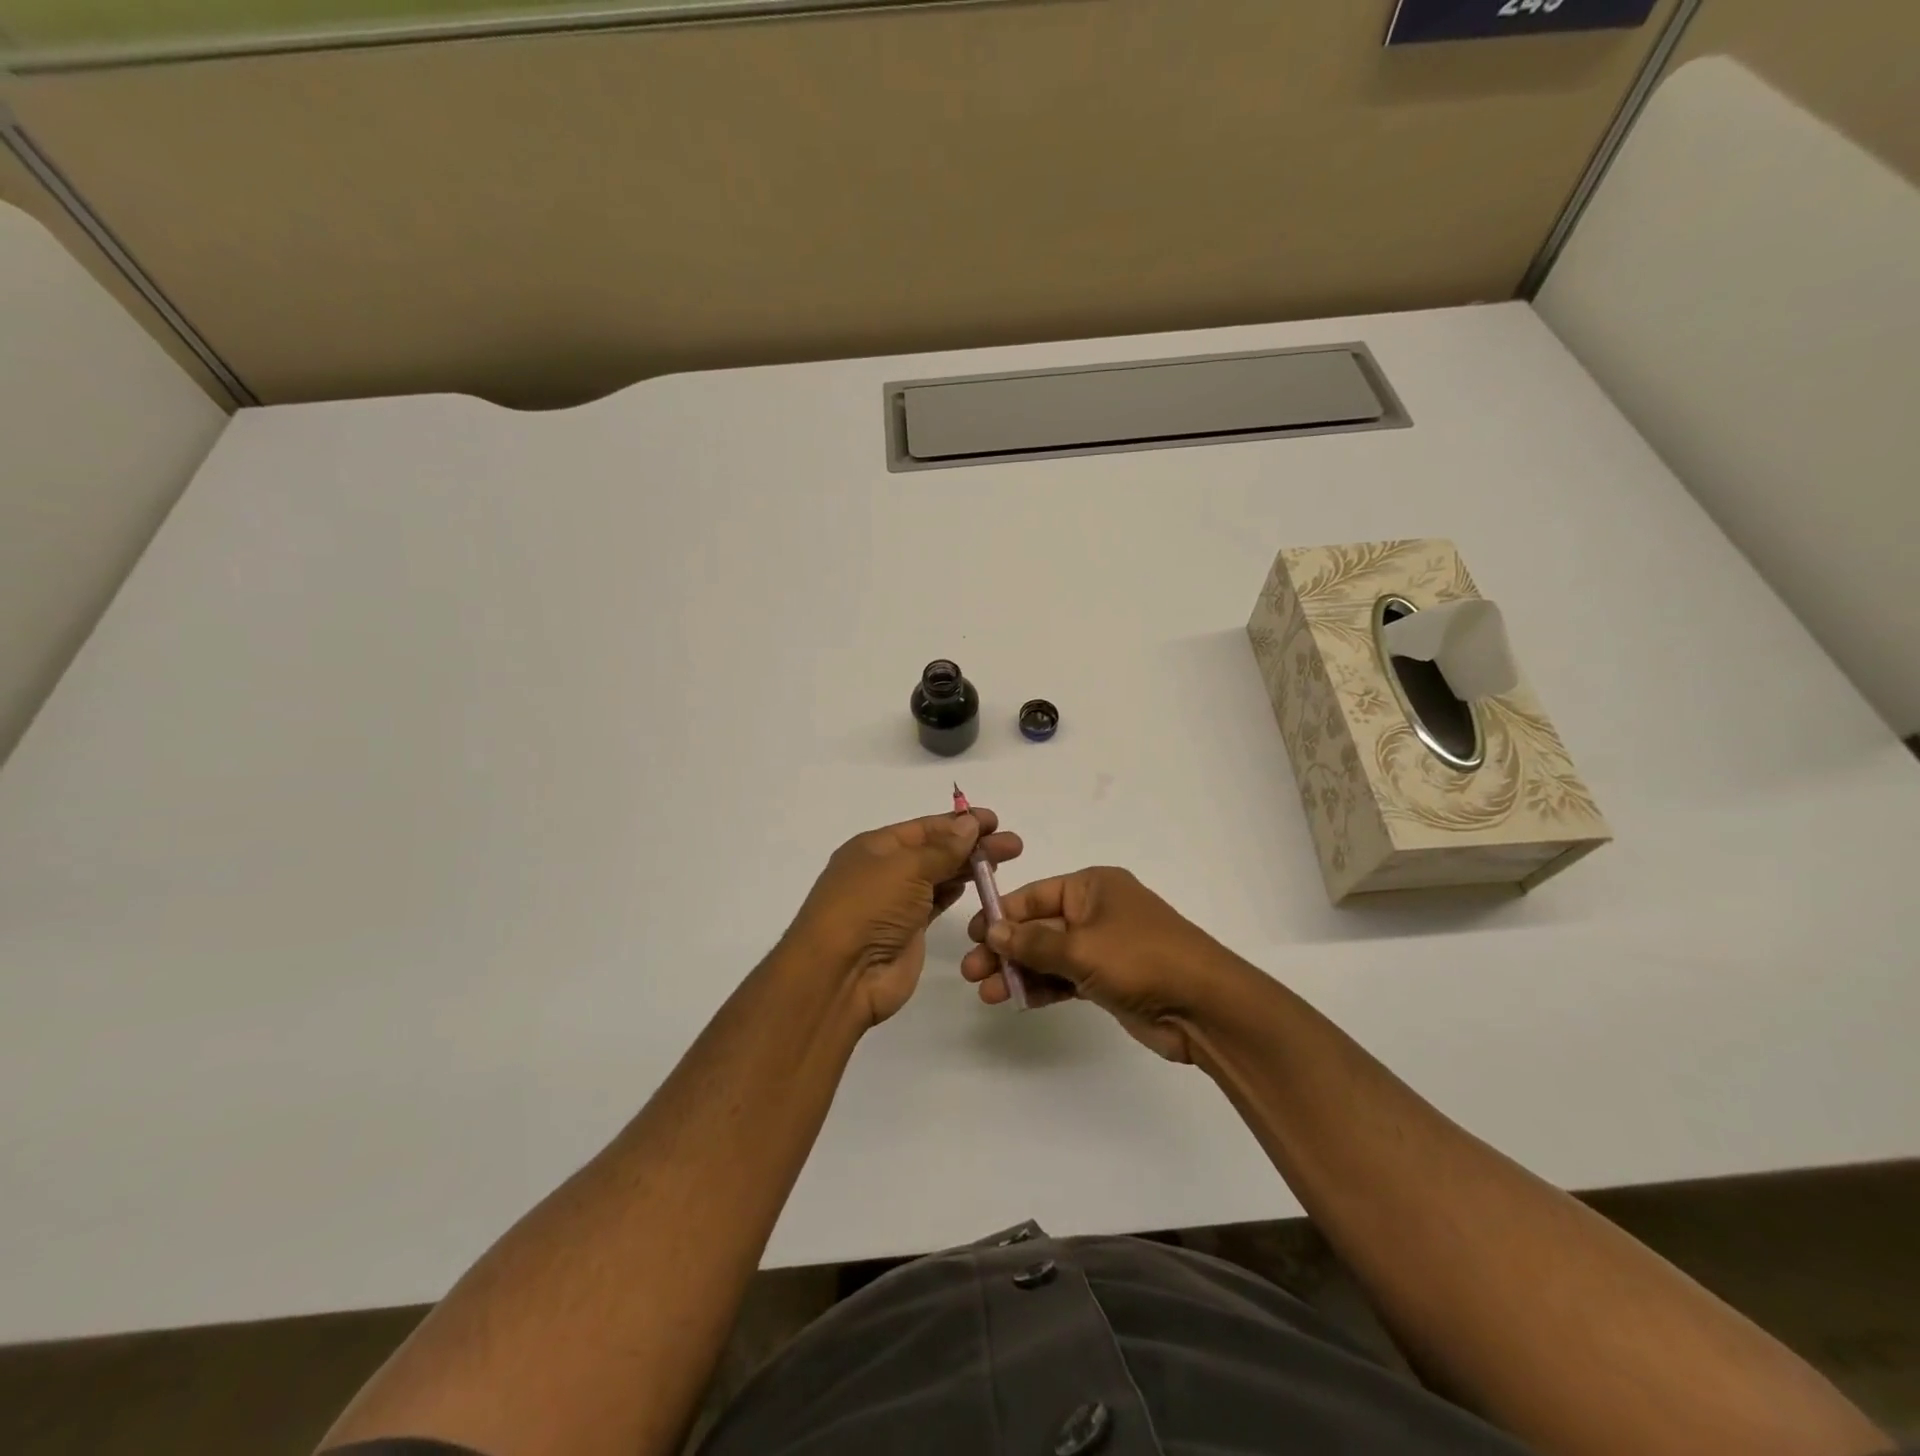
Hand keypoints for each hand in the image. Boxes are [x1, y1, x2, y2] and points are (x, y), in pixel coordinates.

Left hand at [783, 809, 1021, 1027]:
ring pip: (939, 877)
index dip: (959, 822)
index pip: (924, 828)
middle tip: (1013, 845)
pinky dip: (956, 892)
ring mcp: (896, 903)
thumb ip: (943, 848)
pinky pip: (936, 903)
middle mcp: (885, 871)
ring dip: (968, 868)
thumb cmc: (868, 908)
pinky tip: (976, 884)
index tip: (995, 821)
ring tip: (1003, 862)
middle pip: (935, 851)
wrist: (840, 975)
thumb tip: (969, 824)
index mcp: (875, 847)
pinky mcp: (908, 932)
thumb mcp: (906, 868)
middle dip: (972, 845)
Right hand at [961, 867, 1253, 1061]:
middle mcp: (1096, 911)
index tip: (971, 935)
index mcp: (1093, 886)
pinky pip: (1066, 978)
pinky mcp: (1109, 980)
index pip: (1035, 895)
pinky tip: (1017, 1000)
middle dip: (1005, 948)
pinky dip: (1043, 987)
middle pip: (1039, 927)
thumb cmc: (1141, 959)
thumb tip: (992, 932)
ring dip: (1019, 972)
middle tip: (971, 972)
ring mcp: (1103, 947)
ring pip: (1049, 956)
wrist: (1205, 1006)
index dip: (1001, 913)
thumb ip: (1033, 943)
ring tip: (987, 993)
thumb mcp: (1081, 947)